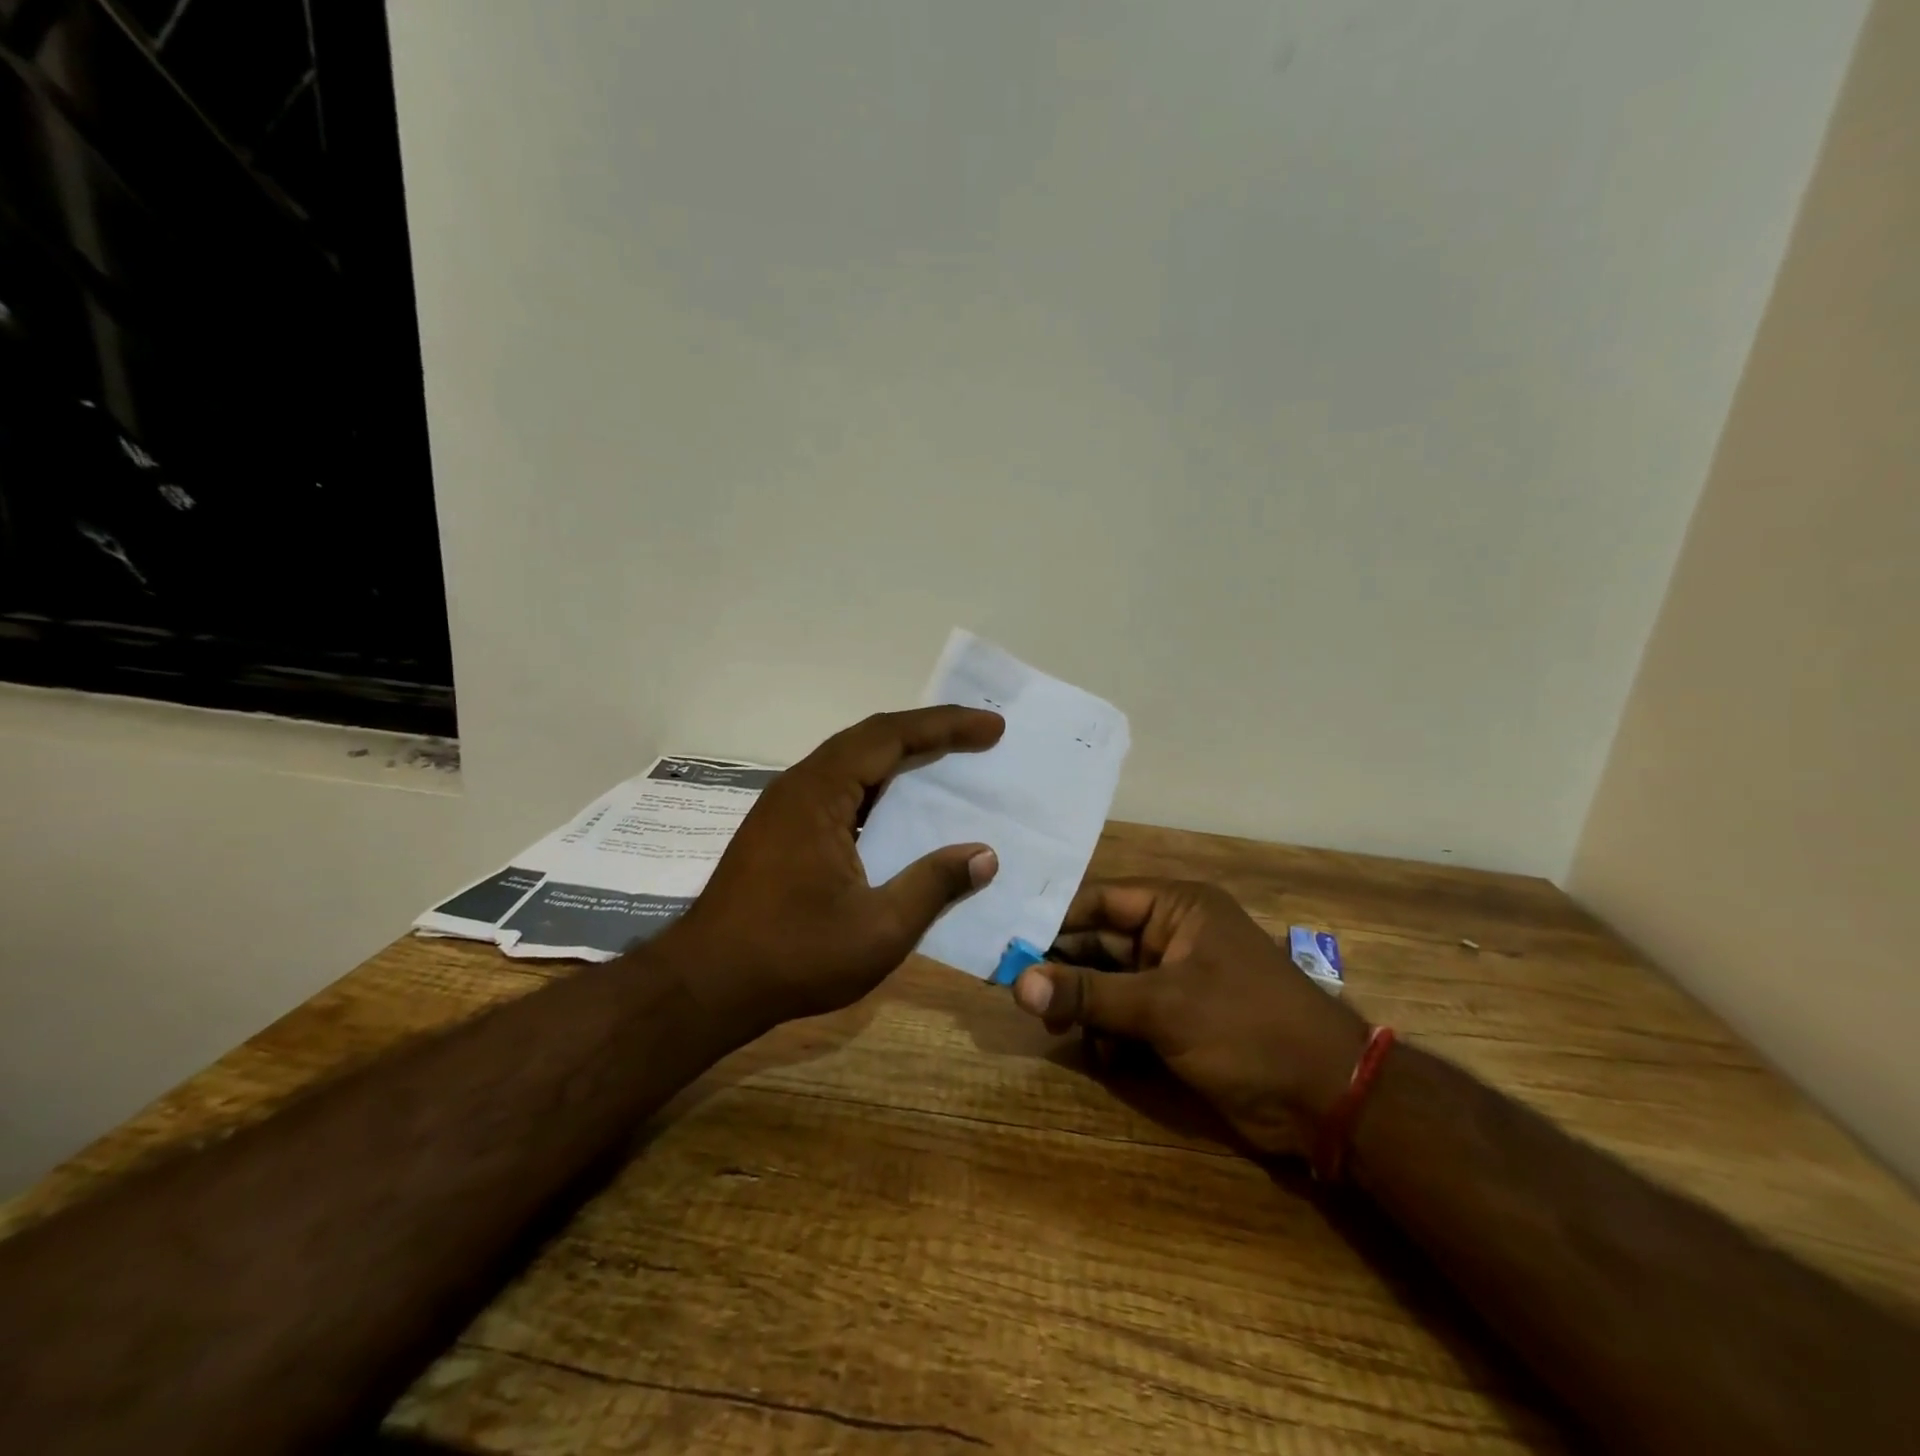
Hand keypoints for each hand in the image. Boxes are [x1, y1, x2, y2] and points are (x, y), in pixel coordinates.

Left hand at [663, 707, 1004, 1033]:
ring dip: (902, 759)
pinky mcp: (781, 832)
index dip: (945, 726)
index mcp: (820, 792)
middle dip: (929, 733)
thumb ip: (934, 885)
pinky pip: (840, 791)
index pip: (890, 736)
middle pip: (871, 739)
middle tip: (981, 737)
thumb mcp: (879, 928)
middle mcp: (800, 786)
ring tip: (950, 764)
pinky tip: (901, 812)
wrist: (705, 986)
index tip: (991, 727)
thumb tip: (984, 855)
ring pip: (853, 764)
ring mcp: (786, 808)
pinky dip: (879, 789)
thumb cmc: (793, 955)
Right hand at [1010, 879, 1368, 1153]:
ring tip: (1059, 1029)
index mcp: (1177, 908)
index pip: (1100, 901)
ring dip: (1085, 1005)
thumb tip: (1017, 984)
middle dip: (1065, 969)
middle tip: (1020, 994)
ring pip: (1110, 982)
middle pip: (1100, 942)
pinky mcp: (1180, 1020)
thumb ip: (1089, 994)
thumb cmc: (1246, 1028)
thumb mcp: (1163, 1007)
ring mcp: (1176, 979)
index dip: (1053, 921)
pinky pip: (1128, 1015)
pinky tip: (1103, 1056)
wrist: (1328, 1100)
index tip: (1008, 943)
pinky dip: (1111, 1033)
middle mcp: (1173, 935)